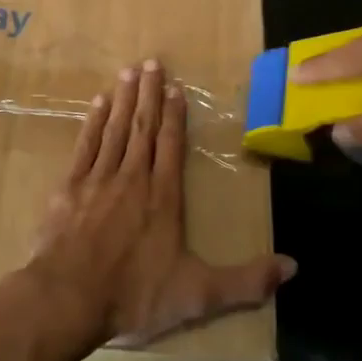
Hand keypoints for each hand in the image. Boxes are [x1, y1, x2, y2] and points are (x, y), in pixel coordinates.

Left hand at [26, 58, 296, 350]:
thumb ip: (245, 281)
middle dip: (149, 94)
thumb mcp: (198, 295)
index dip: (174, 116)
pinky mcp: (69, 187)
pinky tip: (98, 103)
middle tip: (152, 62)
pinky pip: (85, 145)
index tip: (176, 87)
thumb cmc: (134, 295)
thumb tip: (293, 267)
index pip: (171, 146)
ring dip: (123, 99)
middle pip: (143, 128)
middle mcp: (132, 178)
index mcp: (163, 198)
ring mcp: (98, 179)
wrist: (68, 298)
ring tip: (129, 71)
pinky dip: (93, 122)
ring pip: (115, 129)